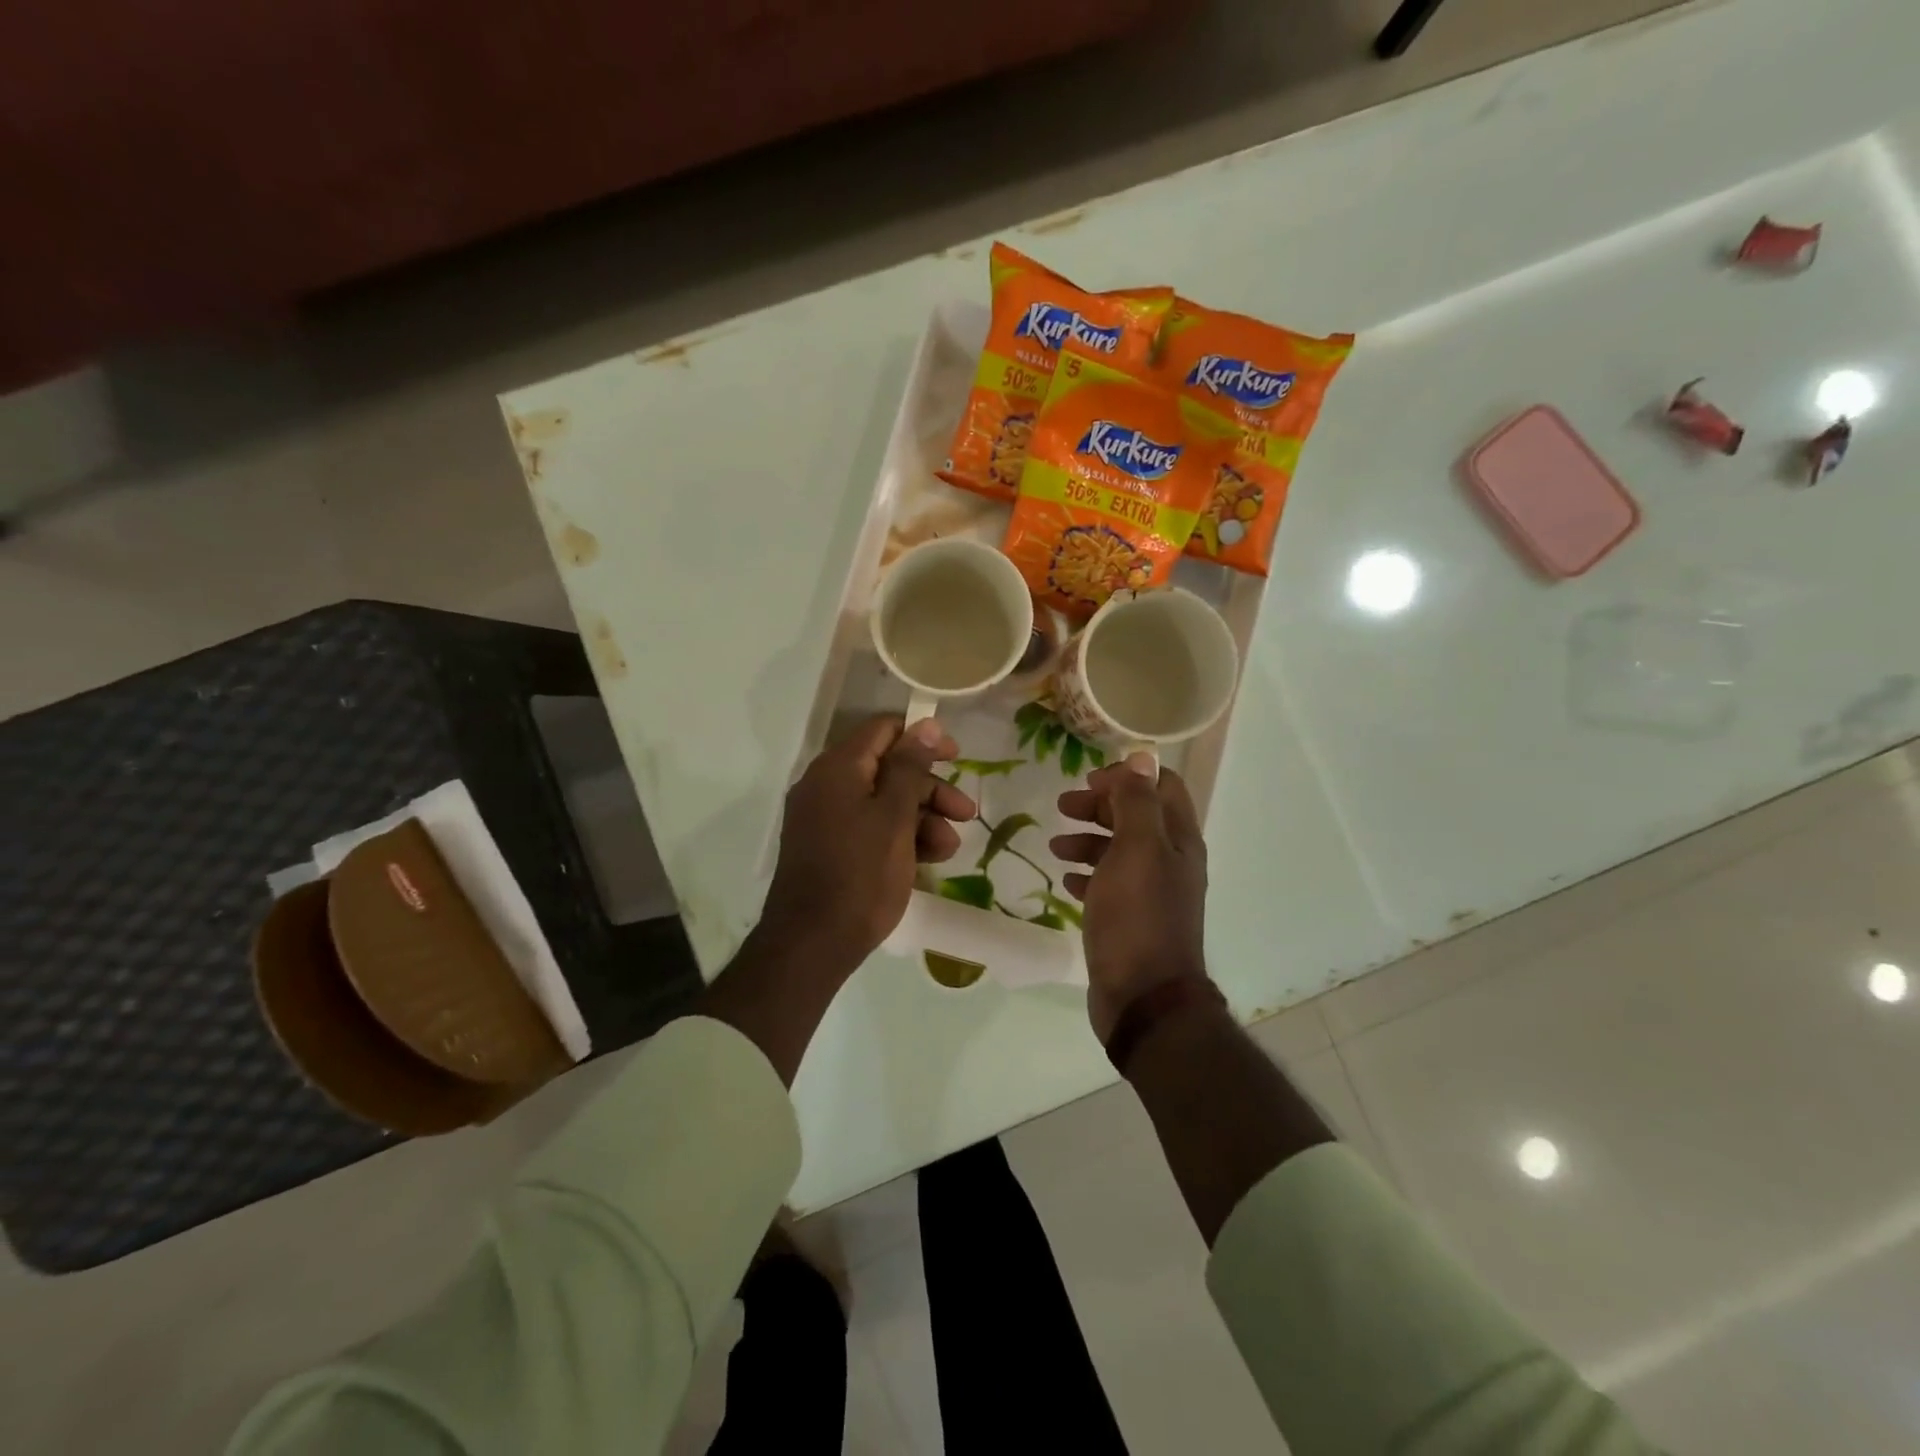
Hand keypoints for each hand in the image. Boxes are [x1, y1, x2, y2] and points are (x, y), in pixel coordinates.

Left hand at [758, 715, 976, 973]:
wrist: (811, 945)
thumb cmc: (860, 875)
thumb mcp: (894, 817)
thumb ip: (911, 767)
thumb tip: (925, 724)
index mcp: (837, 768)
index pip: (884, 730)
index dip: (924, 739)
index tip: (957, 758)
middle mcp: (825, 786)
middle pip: (888, 769)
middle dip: (930, 790)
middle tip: (966, 814)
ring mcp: (823, 819)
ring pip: (882, 803)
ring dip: (921, 819)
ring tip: (948, 849)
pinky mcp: (828, 848)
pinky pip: (868, 828)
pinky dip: (899, 838)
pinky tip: (927, 862)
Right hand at [1052, 754, 1209, 1041]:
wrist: (1143, 997)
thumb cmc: (1138, 916)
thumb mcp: (1137, 848)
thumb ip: (1138, 801)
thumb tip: (1142, 756)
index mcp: (1178, 839)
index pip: (1161, 787)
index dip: (1127, 777)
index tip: (1089, 781)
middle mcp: (1170, 861)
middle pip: (1136, 816)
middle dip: (1100, 805)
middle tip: (1063, 805)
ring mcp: (1150, 892)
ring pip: (1119, 850)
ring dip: (1088, 839)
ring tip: (1055, 845)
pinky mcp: (1130, 919)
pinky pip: (1108, 884)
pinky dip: (1087, 874)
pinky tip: (1066, 880)